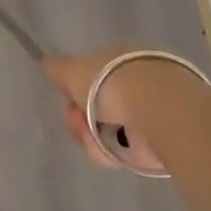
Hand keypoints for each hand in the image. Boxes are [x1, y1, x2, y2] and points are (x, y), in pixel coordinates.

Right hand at [42, 47, 210, 174]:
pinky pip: (128, 148)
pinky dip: (115, 152)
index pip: (91, 78)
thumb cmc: (111, 83)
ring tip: (97, 142)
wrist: (159, 110)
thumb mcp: (74, 71)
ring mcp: (152, 110)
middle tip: (79, 125)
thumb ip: (58, 69)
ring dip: (94, 138)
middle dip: (82, 120)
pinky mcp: (163, 138)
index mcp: (120, 58)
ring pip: (111, 130)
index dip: (74, 93)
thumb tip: (47, 64)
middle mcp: (138, 80)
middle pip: (99, 107)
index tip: (69, 104)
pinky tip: (113, 152)